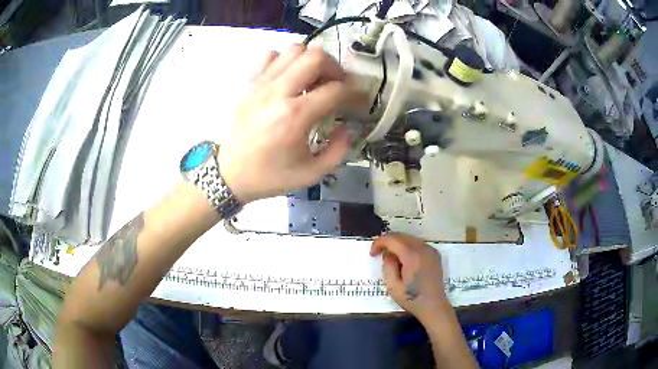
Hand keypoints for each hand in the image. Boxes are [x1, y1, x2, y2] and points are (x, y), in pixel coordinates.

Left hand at [219, 45, 361, 202]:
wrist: (230, 173)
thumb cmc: (270, 175)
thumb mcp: (311, 174)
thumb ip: (338, 150)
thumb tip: (346, 127)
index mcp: (295, 116)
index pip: (335, 89)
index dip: (353, 92)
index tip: (357, 100)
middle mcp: (278, 92)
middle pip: (315, 56)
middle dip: (333, 67)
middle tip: (335, 84)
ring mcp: (261, 84)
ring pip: (293, 50)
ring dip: (309, 61)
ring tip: (312, 79)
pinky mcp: (249, 83)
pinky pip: (270, 55)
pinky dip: (284, 60)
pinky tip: (287, 78)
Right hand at [370, 233, 448, 323]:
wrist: (433, 306)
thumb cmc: (412, 298)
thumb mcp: (393, 286)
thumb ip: (387, 266)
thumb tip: (387, 253)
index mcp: (412, 255)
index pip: (392, 239)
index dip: (379, 243)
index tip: (372, 253)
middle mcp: (423, 248)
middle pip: (401, 236)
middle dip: (387, 242)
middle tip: (379, 254)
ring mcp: (431, 250)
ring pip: (409, 238)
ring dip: (397, 244)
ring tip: (391, 258)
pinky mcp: (434, 254)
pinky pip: (418, 244)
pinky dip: (407, 247)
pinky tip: (404, 260)